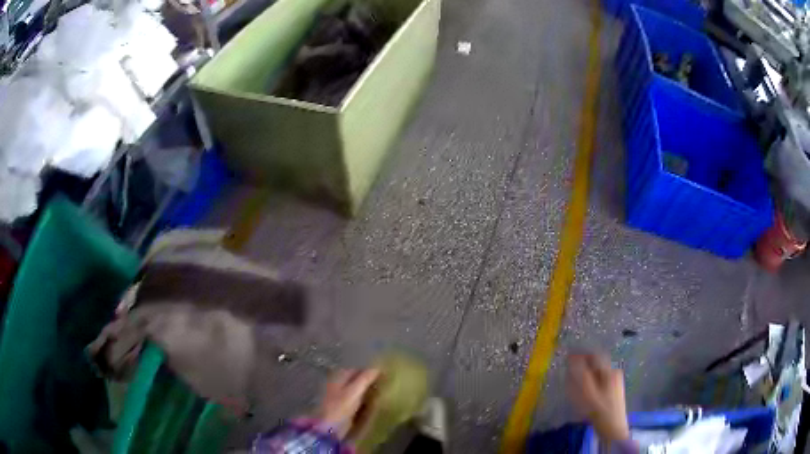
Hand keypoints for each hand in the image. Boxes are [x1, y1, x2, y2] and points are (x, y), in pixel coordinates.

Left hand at [316, 368, 379, 437]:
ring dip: (367, 392)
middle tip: (384, 386)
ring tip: (381, 395)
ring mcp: (339, 397)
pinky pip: (356, 401)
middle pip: (356, 380)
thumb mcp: (354, 391)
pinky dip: (364, 401)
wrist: (329, 427)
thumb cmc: (341, 407)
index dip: (369, 372)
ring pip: (356, 391)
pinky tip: (372, 405)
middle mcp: (338, 384)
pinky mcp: (342, 408)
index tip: (383, 376)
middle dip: (368, 382)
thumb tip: (378, 367)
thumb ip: (365, 378)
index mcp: (339, 377)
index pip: (357, 370)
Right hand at [567, 353, 629, 442]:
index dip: (581, 354)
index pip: (595, 356)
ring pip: (597, 374)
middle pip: (596, 364)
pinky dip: (589, 384)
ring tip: (573, 384)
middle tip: (568, 372)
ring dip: (584, 375)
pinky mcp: (612, 392)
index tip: (567, 357)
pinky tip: (582, 394)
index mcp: (610, 371)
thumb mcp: (588, 393)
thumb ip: (580, 374)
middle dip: (582, 366)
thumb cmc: (600, 411)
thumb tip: (572, 358)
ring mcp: (614, 382)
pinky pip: (598, 382)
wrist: (613, 429)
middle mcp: (614, 373)